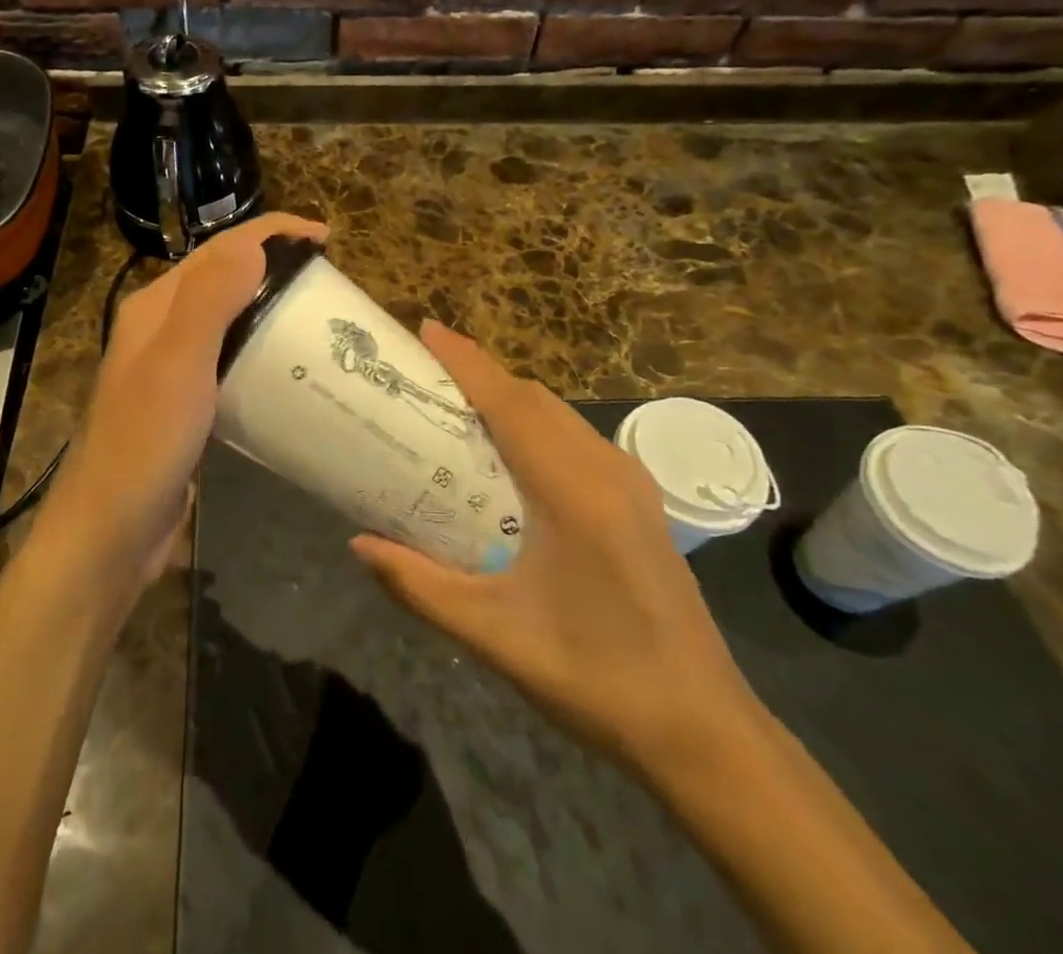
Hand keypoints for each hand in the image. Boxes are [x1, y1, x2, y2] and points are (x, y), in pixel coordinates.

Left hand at [31, 212, 328, 595]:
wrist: (109, 532)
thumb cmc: (144, 442)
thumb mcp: (178, 363)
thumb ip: (210, 298)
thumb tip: (254, 243)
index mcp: (156, 307)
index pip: (218, 250)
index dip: (270, 233)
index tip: (325, 239)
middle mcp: (161, 328)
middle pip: (224, 279)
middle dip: (273, 266)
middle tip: (328, 282)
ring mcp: (172, 368)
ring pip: (228, 320)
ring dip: (269, 308)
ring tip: (318, 318)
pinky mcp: (187, 406)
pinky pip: (230, 361)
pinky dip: (260, 352)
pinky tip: (289, 370)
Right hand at [350, 323, 759, 774]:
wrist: (704, 733)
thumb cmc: (595, 679)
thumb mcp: (494, 635)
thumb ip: (419, 585)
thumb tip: (358, 544)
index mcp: (574, 492)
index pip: (510, 404)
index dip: (466, 361)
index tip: (425, 330)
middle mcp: (607, 470)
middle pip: (534, 398)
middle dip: (480, 374)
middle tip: (424, 375)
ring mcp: (631, 484)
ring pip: (559, 415)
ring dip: (508, 398)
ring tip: (456, 407)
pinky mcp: (639, 502)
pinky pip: (576, 439)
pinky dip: (534, 424)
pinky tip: (509, 456)